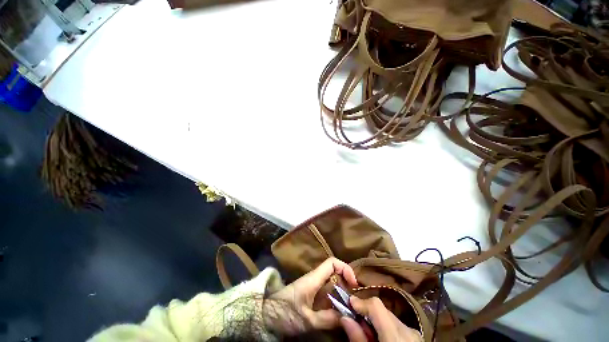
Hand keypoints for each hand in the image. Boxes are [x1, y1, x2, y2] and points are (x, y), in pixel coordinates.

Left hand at [270, 257, 357, 329]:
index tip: (354, 285)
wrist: (260, 319)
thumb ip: (329, 319)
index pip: (332, 263)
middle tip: (355, 301)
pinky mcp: (304, 299)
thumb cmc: (282, 316)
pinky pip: (324, 297)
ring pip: (330, 287)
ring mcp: (307, 291)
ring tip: (349, 309)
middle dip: (346, 286)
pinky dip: (332, 303)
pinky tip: (337, 314)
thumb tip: (349, 317)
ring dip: (340, 296)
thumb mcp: (307, 320)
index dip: (346, 269)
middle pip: (334, 276)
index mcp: (311, 280)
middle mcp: (310, 282)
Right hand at [340, 297, 422, 341]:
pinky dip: (386, 328)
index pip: (378, 307)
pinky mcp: (416, 335)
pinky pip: (398, 326)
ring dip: (376, 321)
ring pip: (392, 318)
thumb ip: (357, 338)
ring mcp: (414, 332)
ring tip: (365, 334)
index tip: (347, 304)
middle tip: (351, 321)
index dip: (361, 302)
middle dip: (367, 313)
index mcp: (395, 335)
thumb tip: (345, 319)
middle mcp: (407, 329)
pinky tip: (379, 339)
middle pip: (385, 312)